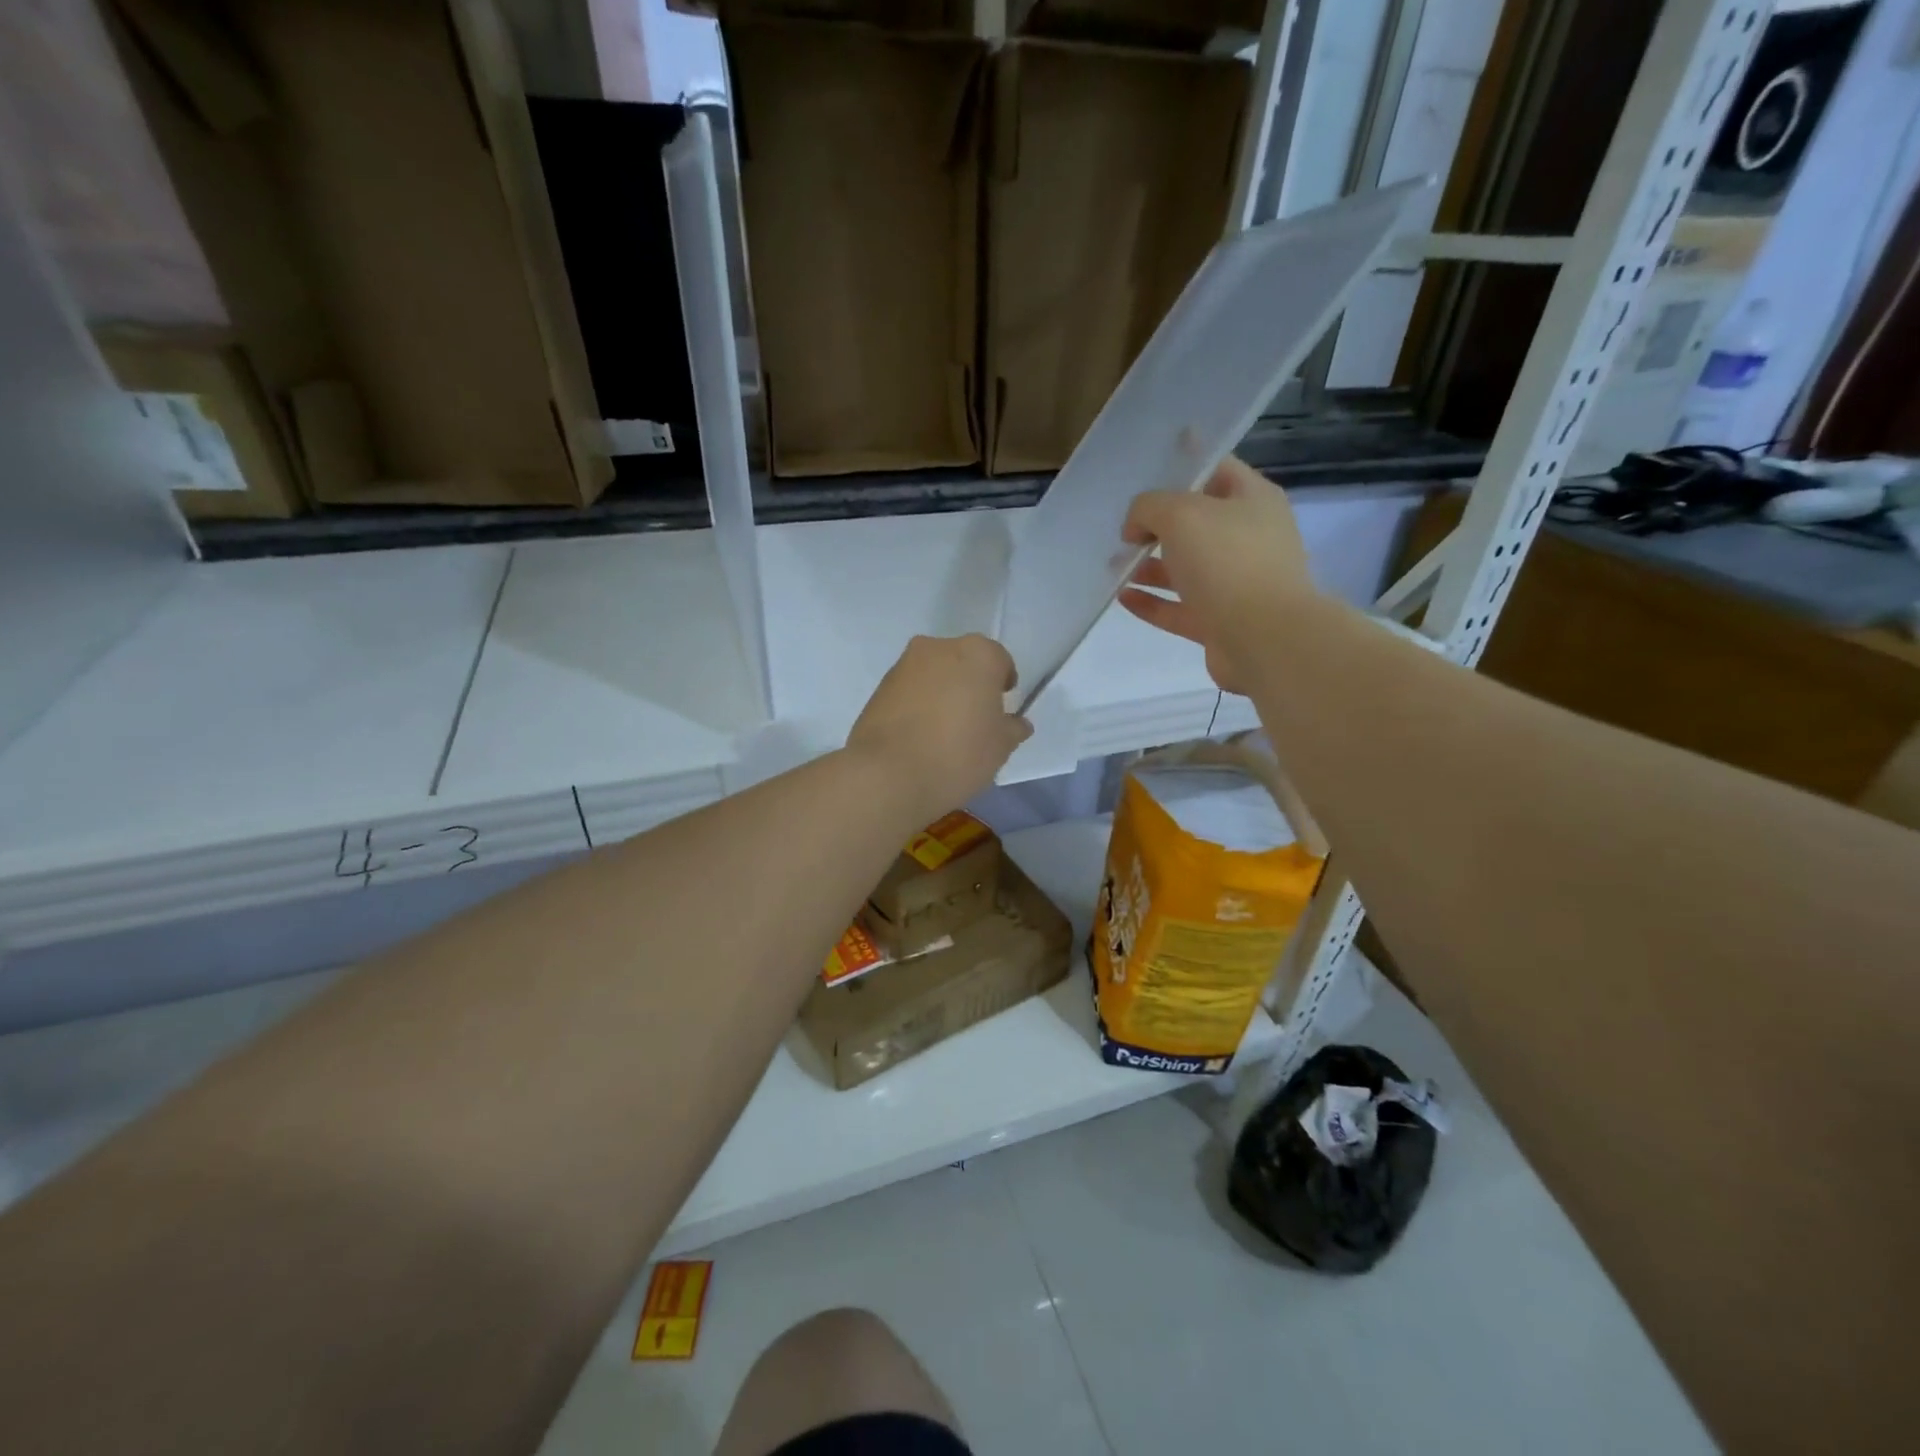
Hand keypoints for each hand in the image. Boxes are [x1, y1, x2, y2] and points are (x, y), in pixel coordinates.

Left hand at [848, 635, 1033, 821]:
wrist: (888, 775)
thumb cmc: (958, 754)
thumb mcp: (1000, 747)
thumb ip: (1012, 729)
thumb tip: (1016, 723)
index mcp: (977, 653)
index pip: (999, 661)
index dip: (1003, 684)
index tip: (1001, 710)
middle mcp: (938, 647)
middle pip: (963, 662)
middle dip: (970, 684)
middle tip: (973, 720)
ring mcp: (904, 665)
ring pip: (933, 675)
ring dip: (941, 693)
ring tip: (943, 733)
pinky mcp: (878, 687)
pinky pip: (909, 691)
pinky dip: (917, 705)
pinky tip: (919, 737)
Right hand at [1118, 456, 1318, 692]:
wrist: (1264, 638)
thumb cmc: (1227, 561)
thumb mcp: (1180, 514)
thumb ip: (1148, 508)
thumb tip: (1136, 528)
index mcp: (1253, 500)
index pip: (1216, 469)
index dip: (1182, 465)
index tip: (1144, 470)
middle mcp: (1249, 538)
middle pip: (1198, 522)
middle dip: (1158, 523)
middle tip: (1122, 528)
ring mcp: (1236, 583)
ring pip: (1186, 568)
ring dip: (1150, 565)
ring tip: (1113, 565)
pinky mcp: (1220, 621)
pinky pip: (1179, 607)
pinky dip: (1152, 602)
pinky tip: (1123, 597)